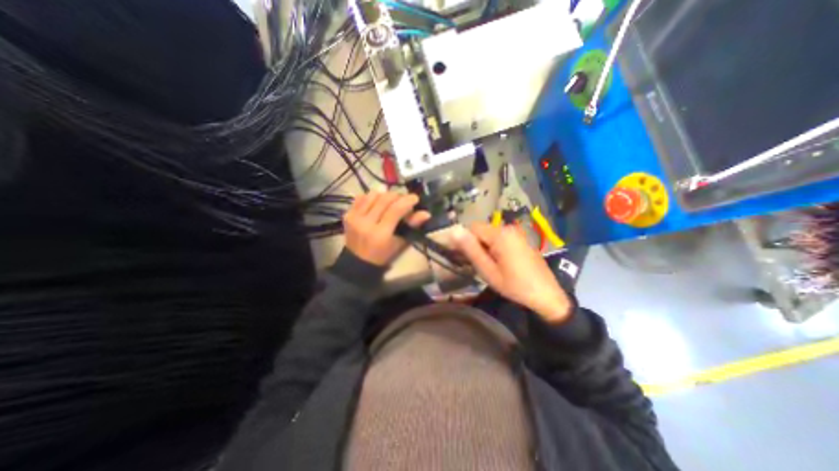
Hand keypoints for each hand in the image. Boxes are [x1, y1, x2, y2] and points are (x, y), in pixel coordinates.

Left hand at [343, 190, 432, 266]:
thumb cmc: (383, 255)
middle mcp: (366, 223)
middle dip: (397, 196)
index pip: (395, 210)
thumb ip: (412, 226)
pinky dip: (371, 197)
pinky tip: (377, 203)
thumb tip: (426, 213)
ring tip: (390, 201)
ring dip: (384, 195)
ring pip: (372, 195)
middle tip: (404, 199)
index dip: (407, 201)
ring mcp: (354, 217)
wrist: (358, 262)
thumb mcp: (400, 243)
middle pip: (384, 199)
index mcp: (381, 234)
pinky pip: (361, 197)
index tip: (415, 198)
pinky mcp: (347, 214)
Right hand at [456, 222, 573, 322]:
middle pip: (482, 230)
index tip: (464, 258)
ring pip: (490, 234)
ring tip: (490, 266)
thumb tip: (454, 230)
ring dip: (485, 247)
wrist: (547, 295)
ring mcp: (517, 233)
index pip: (472, 228)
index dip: (465, 241)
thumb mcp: (488, 270)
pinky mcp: (521, 239)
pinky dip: (495, 247)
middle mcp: (508, 228)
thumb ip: (471, 249)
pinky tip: (500, 263)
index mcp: (500, 234)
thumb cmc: (514, 285)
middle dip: (476, 245)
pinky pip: (501, 238)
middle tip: (479, 265)